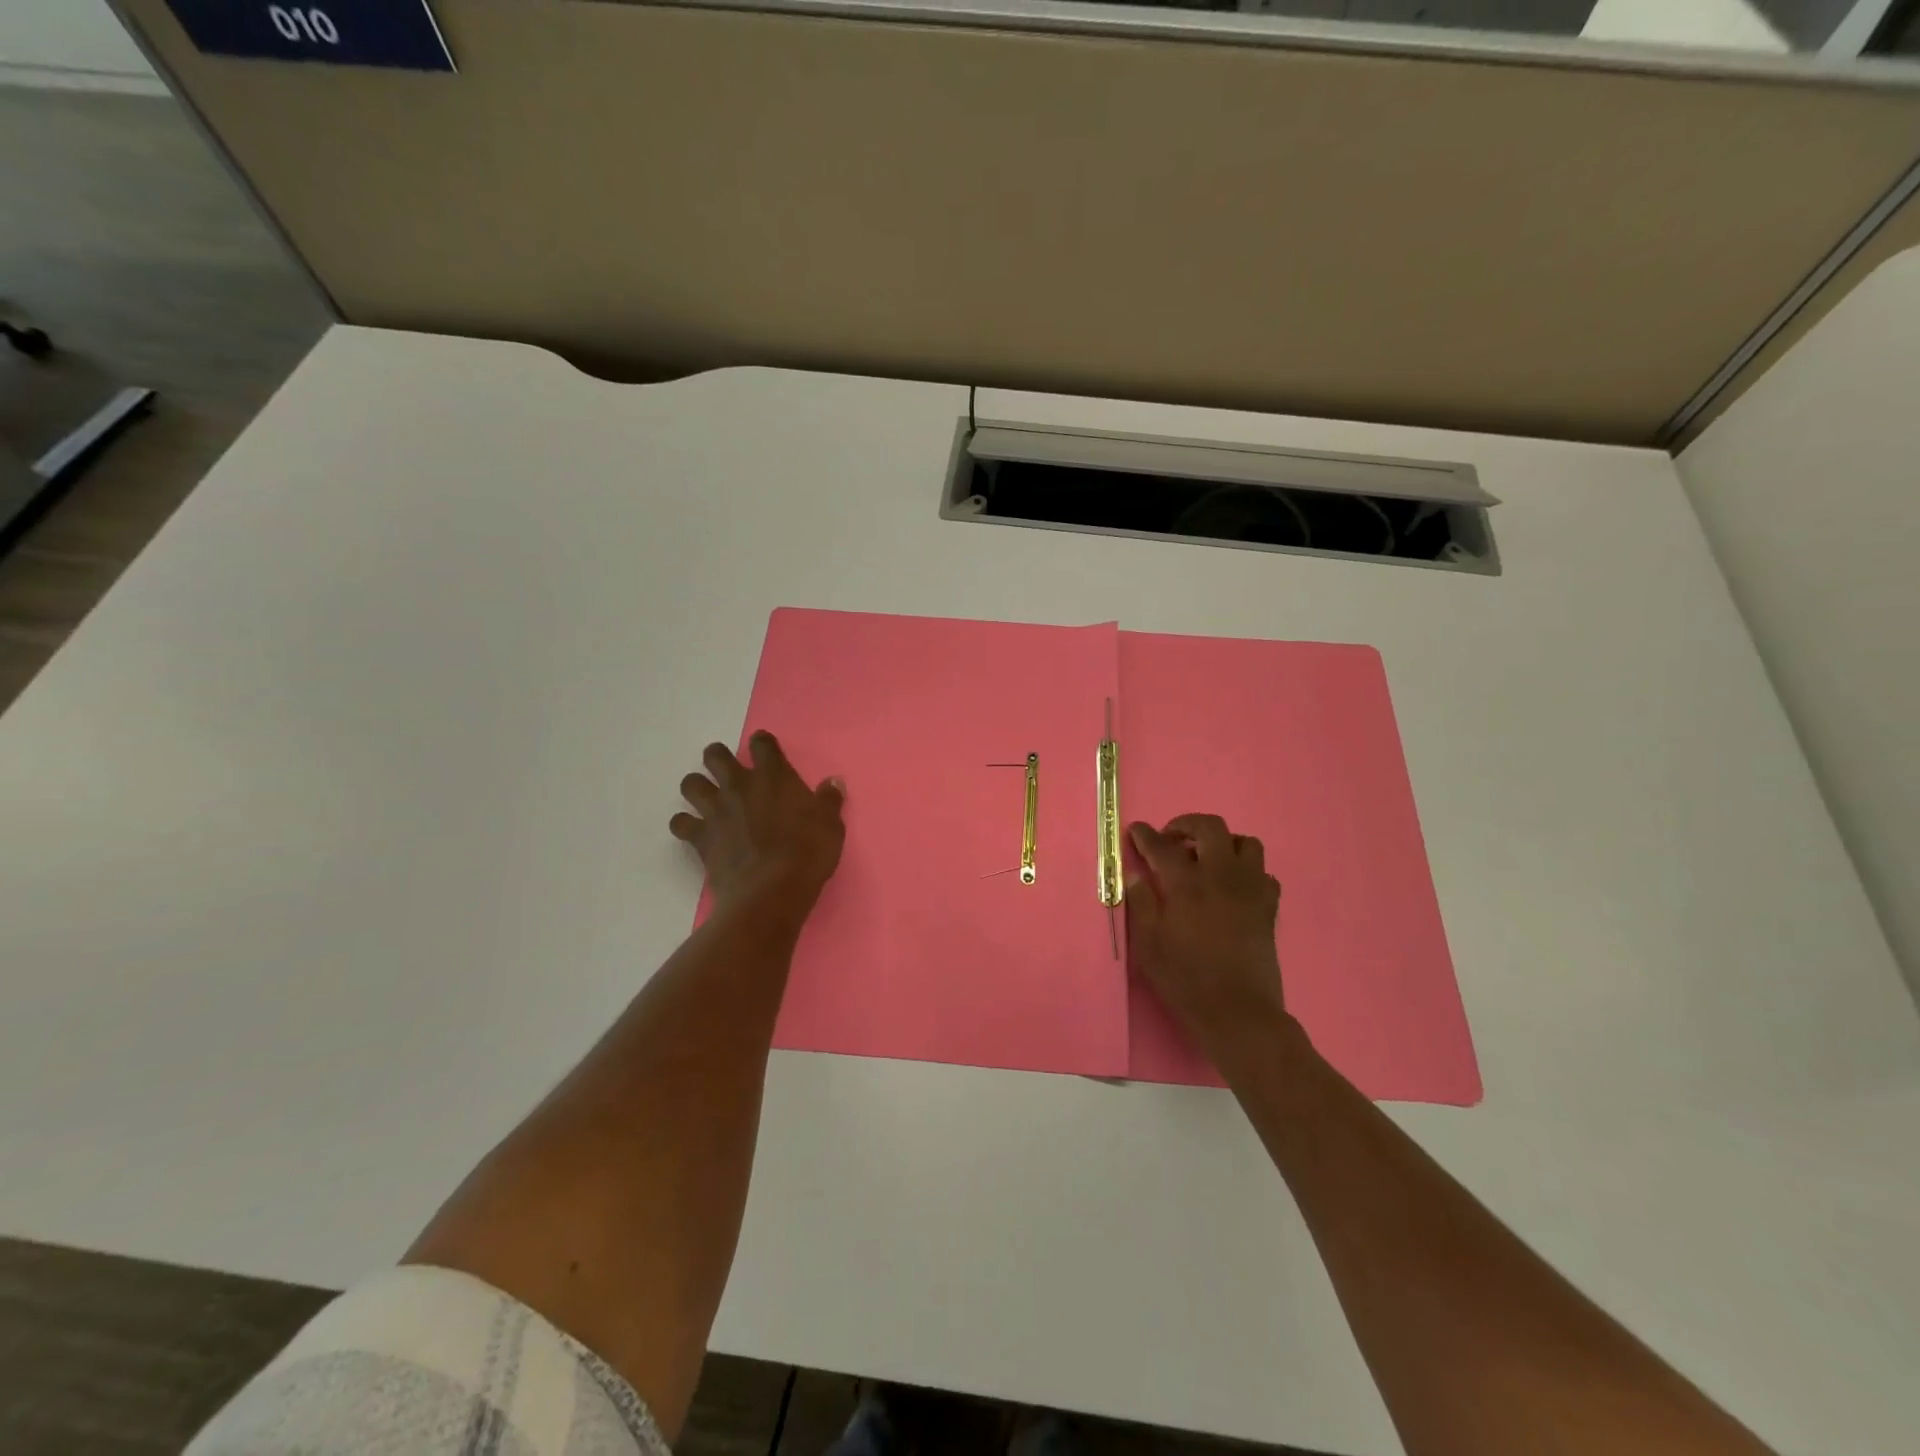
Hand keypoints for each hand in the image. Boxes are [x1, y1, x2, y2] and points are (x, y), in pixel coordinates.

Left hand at [671, 731, 845, 915]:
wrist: (772, 890)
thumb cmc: (808, 853)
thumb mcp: (831, 825)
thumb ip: (829, 800)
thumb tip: (834, 782)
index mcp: (774, 776)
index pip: (762, 744)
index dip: (762, 743)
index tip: (765, 751)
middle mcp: (740, 785)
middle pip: (715, 755)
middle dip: (718, 758)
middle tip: (728, 771)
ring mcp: (716, 810)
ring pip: (691, 784)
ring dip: (697, 787)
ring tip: (707, 799)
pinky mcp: (700, 837)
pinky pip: (680, 823)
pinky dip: (685, 825)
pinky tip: (695, 832)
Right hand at [1127, 815, 1287, 1059]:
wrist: (1237, 1013)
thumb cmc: (1185, 980)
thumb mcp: (1148, 945)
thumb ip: (1142, 904)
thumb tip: (1136, 876)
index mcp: (1187, 885)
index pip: (1163, 846)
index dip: (1145, 835)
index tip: (1136, 830)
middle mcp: (1221, 877)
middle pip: (1211, 828)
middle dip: (1187, 824)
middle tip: (1172, 839)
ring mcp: (1250, 890)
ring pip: (1246, 844)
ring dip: (1224, 844)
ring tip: (1207, 859)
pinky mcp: (1268, 908)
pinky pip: (1265, 875)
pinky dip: (1248, 873)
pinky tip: (1233, 888)